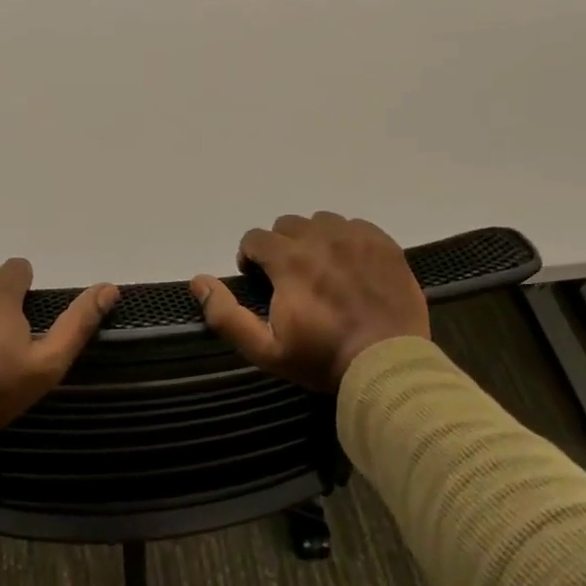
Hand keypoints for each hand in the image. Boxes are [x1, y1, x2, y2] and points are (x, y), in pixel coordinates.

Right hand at [190, 213, 429, 392]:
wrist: (387, 365)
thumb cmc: (321, 358)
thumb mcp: (265, 349)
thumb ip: (226, 314)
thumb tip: (199, 281)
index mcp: (289, 261)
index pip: (255, 238)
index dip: (251, 258)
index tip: (261, 282)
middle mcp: (321, 238)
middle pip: (287, 224)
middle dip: (280, 247)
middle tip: (291, 278)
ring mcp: (356, 238)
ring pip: (321, 221)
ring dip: (313, 239)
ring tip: (321, 269)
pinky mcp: (384, 243)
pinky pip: (355, 225)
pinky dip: (345, 239)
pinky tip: (350, 266)